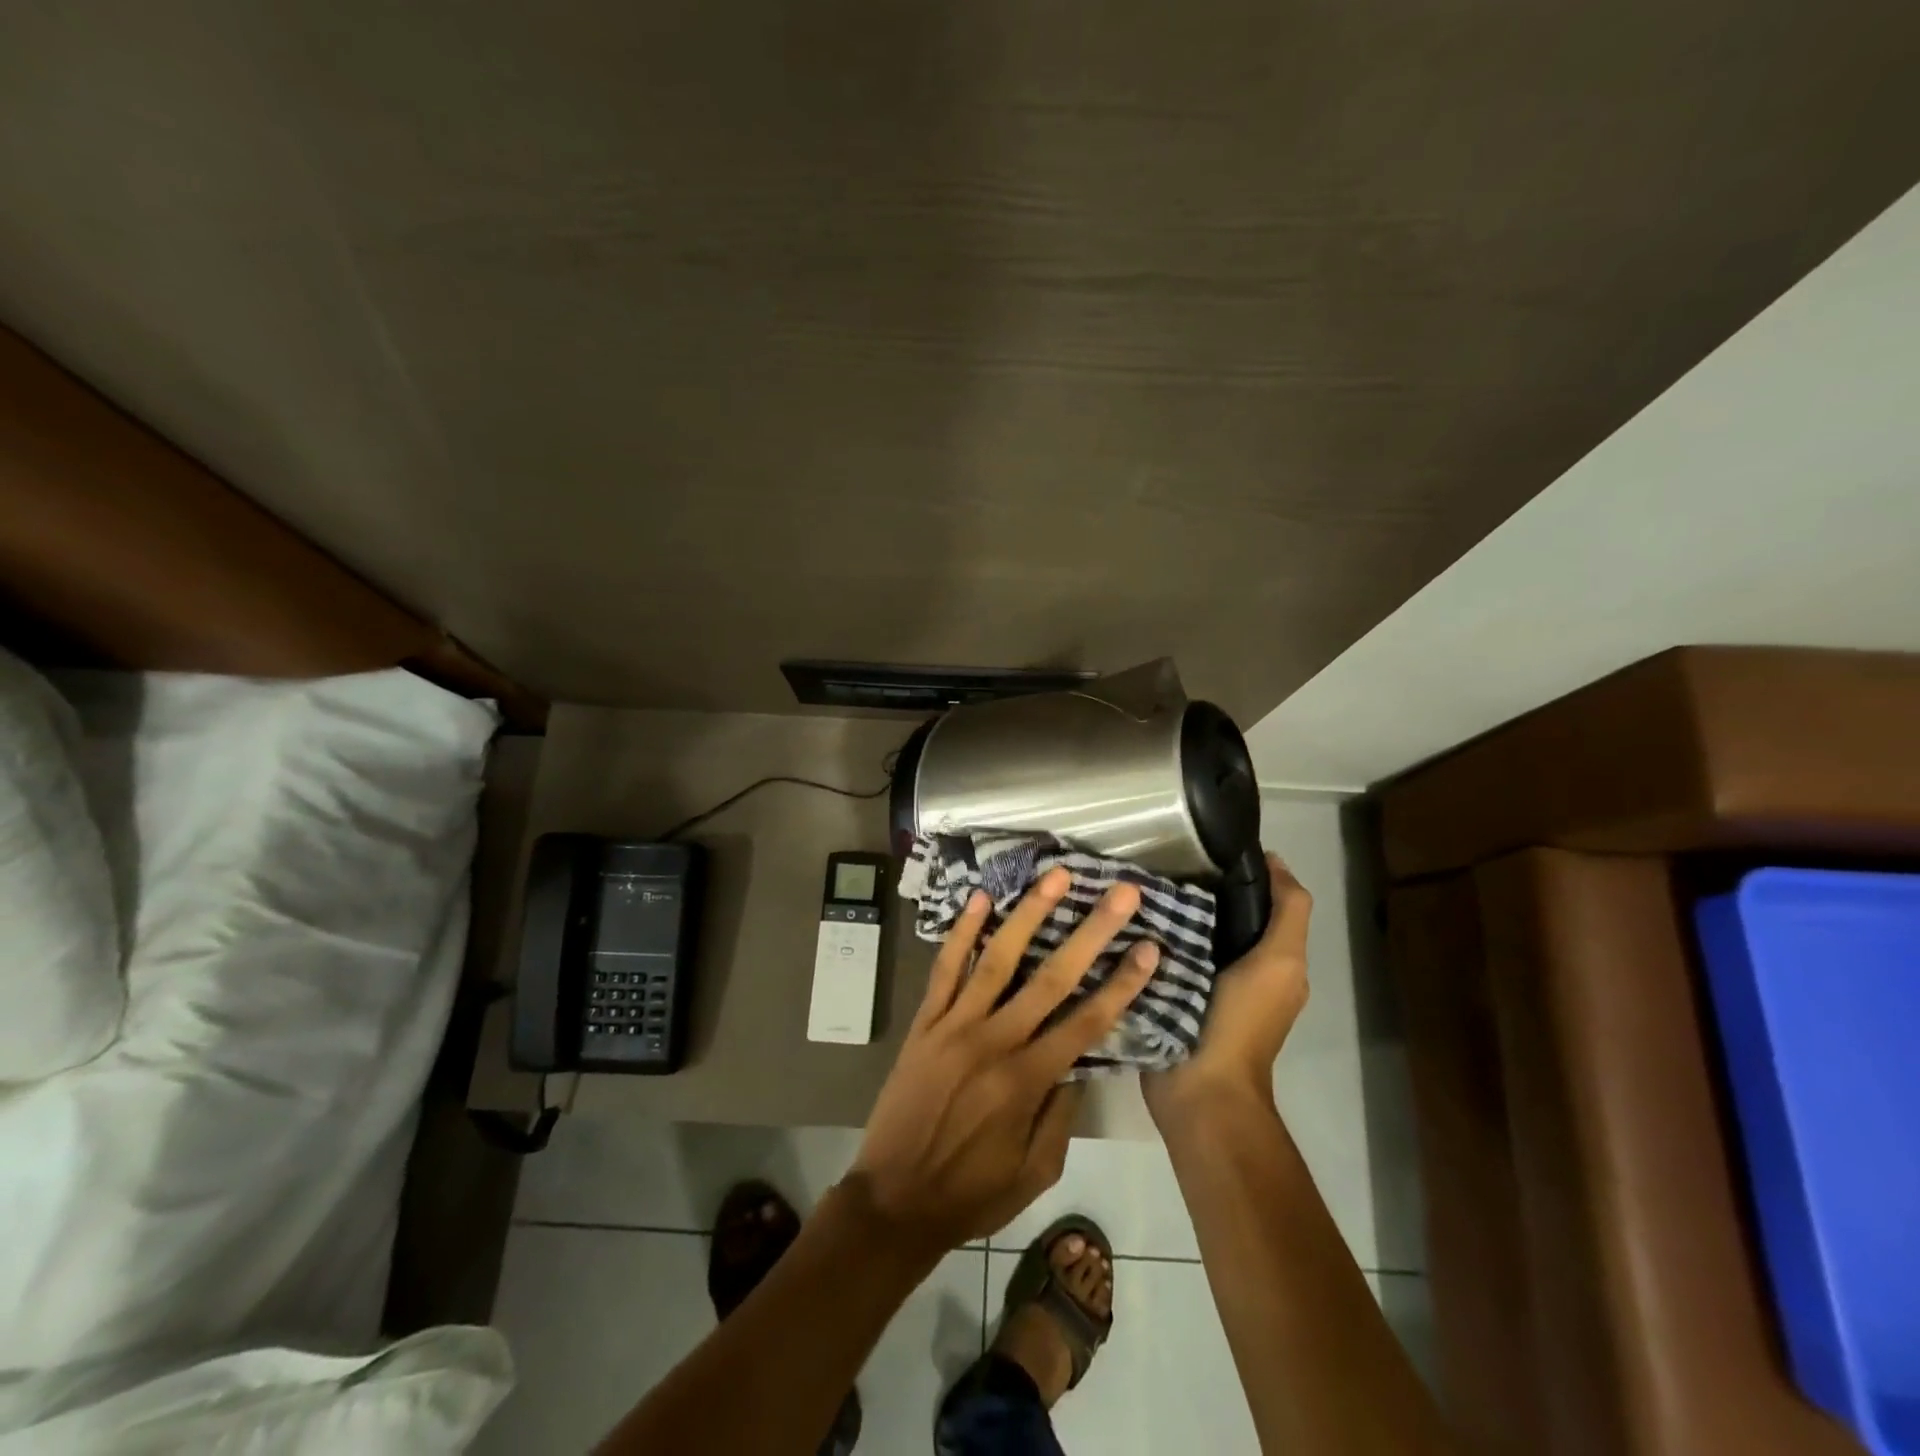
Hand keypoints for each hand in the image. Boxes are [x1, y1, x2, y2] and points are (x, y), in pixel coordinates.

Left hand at [848, 868, 1160, 1251]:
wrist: (892, 1200)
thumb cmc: (971, 1193)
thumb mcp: (1035, 1172)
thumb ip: (1062, 1115)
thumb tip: (1080, 1061)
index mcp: (1027, 1081)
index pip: (1087, 1021)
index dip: (1122, 983)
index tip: (1150, 946)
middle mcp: (994, 1042)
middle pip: (1052, 977)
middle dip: (1091, 932)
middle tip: (1120, 893)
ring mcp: (954, 1025)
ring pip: (998, 958)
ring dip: (1030, 914)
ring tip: (1056, 877)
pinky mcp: (924, 1021)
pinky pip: (944, 969)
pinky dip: (961, 932)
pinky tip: (979, 898)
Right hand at [1144, 853, 1310, 1125]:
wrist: (1201, 1089)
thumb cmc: (1242, 1022)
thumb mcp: (1279, 962)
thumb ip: (1287, 914)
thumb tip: (1275, 861)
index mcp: (1273, 961)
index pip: (1263, 902)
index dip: (1244, 871)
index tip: (1206, 845)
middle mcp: (1242, 969)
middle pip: (1224, 915)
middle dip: (1200, 888)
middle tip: (1163, 862)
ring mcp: (1204, 985)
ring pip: (1192, 932)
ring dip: (1174, 910)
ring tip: (1142, 883)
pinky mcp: (1171, 996)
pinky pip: (1165, 954)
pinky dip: (1155, 935)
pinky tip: (1130, 918)